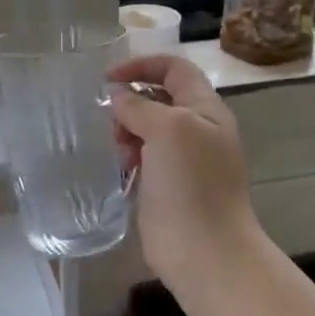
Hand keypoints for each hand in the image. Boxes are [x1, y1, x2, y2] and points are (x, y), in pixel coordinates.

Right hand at [108, 55, 257, 284]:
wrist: (204, 250)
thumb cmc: (191, 183)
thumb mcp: (168, 129)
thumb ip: (140, 106)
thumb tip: (119, 97)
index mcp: (206, 109)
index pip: (174, 68)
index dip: (142, 65)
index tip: (108, 78)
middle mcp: (197, 130)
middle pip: (158, 98)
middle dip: (131, 103)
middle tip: (115, 124)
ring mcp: (183, 160)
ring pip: (147, 129)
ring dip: (127, 132)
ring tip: (121, 152)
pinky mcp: (167, 186)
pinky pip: (143, 158)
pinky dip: (129, 157)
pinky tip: (122, 170)